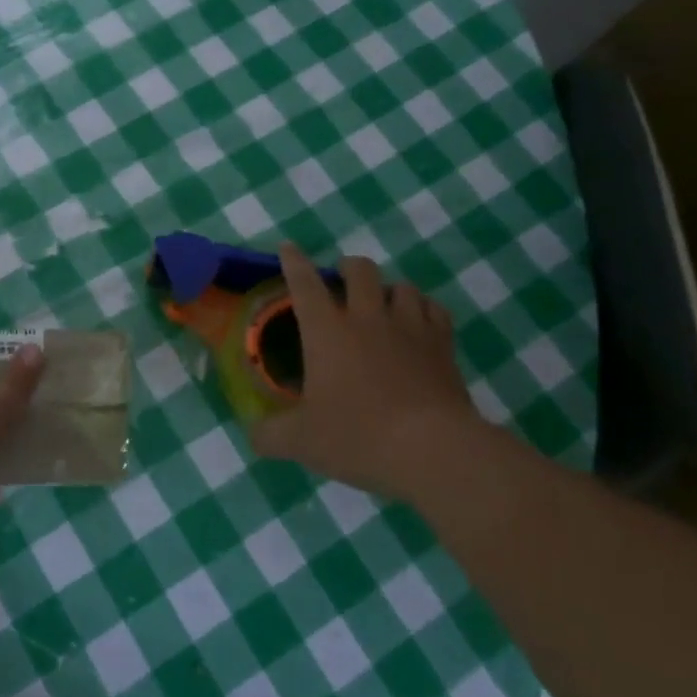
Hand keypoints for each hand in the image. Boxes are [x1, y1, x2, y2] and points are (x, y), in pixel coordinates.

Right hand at [251, 245, 482, 492]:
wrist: (433, 449)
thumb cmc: (358, 436)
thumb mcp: (302, 442)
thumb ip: (270, 435)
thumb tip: (253, 433)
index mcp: (326, 332)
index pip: (304, 284)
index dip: (294, 262)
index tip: (288, 247)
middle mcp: (367, 318)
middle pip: (360, 270)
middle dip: (348, 267)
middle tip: (342, 279)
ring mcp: (410, 328)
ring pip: (401, 286)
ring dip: (389, 289)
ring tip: (383, 302)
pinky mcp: (443, 345)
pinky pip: (434, 310)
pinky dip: (424, 309)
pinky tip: (420, 320)